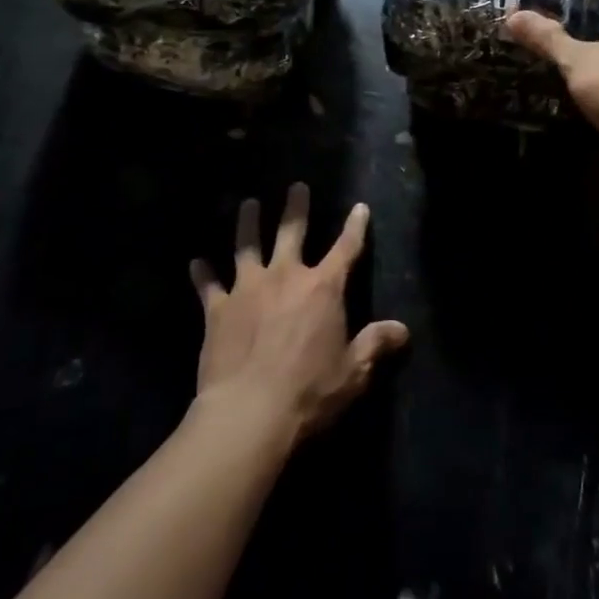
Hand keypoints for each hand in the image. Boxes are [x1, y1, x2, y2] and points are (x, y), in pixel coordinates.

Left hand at [189, 183, 408, 444]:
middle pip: (292, 231)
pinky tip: (195, 262)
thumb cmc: (310, 391)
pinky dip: (202, 273)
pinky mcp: (219, 309)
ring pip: (247, 245)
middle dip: (296, 207)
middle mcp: (286, 276)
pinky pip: (208, 285)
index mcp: (323, 288)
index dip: (355, 227)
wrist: (250, 411)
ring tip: (248, 204)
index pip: (346, 249)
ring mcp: (248, 288)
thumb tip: (403, 330)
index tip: (359, 207)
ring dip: (248, 223)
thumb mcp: (353, 371)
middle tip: (296, 186)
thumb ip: (375, 344)